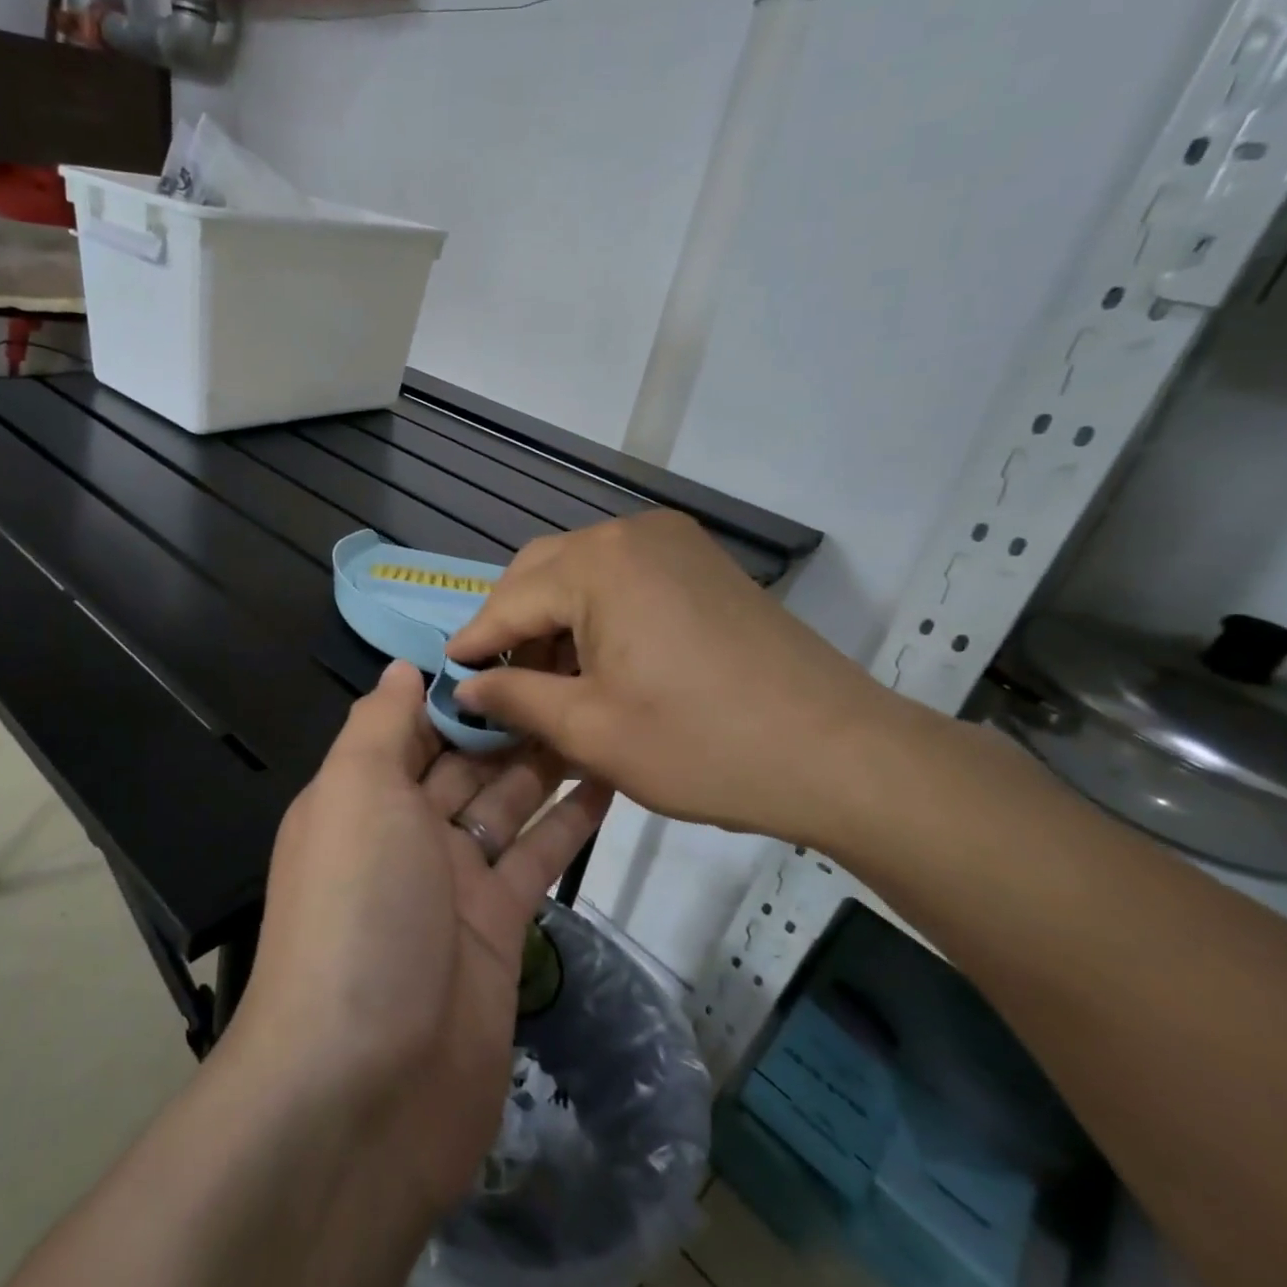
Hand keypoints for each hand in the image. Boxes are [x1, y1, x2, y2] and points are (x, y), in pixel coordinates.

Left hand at [233, 661, 612, 1216]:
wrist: (367, 1086)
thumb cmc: (356, 910)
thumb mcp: (354, 793)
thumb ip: (378, 725)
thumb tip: (400, 667)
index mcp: (362, 796)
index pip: (412, 725)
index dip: (456, 686)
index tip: (514, 644)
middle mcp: (404, 832)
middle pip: (464, 759)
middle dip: (510, 719)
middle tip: (575, 668)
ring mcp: (454, 882)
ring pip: (506, 802)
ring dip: (545, 761)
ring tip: (598, 710)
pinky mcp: (499, 928)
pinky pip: (536, 857)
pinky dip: (569, 821)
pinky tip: (608, 780)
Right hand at [448, 511, 934, 848]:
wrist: (839, 753)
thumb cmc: (702, 744)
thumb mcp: (591, 730)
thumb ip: (515, 698)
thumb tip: (465, 686)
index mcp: (599, 563)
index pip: (510, 599)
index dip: (475, 640)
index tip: (448, 674)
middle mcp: (633, 534)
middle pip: (542, 571)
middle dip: (512, 624)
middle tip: (495, 680)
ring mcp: (675, 544)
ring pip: (583, 573)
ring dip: (554, 619)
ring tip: (545, 680)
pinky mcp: (703, 566)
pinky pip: (624, 579)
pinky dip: (595, 614)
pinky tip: (596, 661)